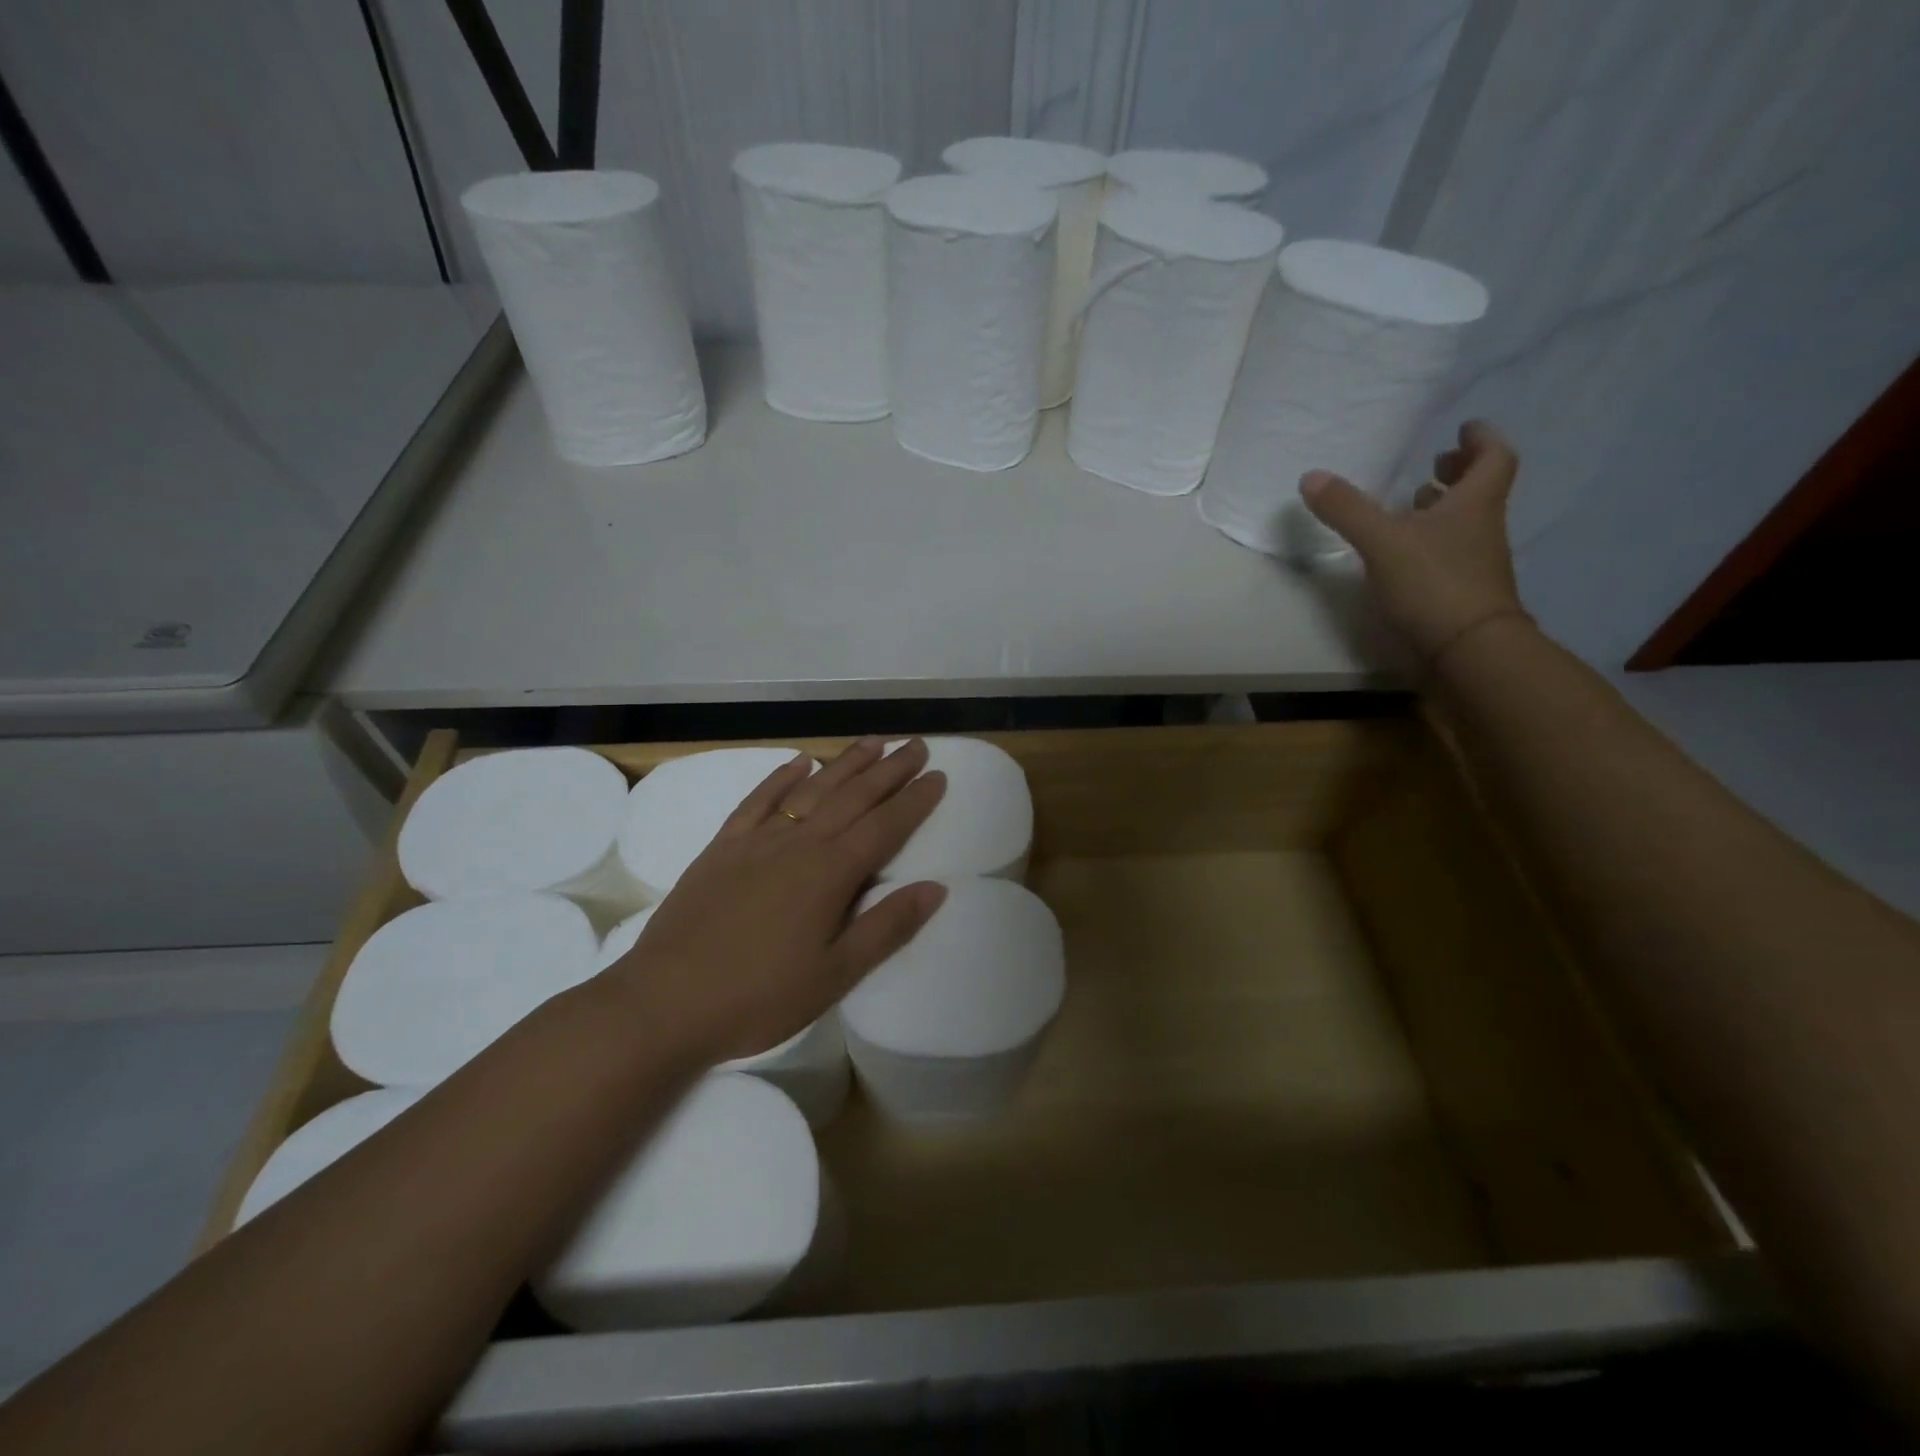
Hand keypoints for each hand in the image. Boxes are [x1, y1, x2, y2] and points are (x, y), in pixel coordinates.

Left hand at [604, 737, 947, 1066]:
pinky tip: (799, 762)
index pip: (885, 827)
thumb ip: (886, 928)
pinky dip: (781, 777)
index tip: (939, 776)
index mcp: (830, 874)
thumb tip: (936, 888)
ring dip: (845, 764)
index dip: (915, 801)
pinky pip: (758, 800)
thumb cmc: (758, 997)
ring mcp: (757, 841)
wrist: (664, 1003)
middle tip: (915, 745)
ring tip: (873, 742)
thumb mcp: (834, 975)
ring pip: (811, 790)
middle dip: (889, 770)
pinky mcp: (723, 847)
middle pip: (853, 798)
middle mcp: (798, 844)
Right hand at [1298, 421, 1524, 661]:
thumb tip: (1311, 476)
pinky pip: (1450, 553)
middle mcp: (1482, 528)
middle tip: (1436, 464)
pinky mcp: (1462, 592)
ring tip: (1413, 504)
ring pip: (1464, 523)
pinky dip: (1432, 543)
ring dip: (1443, 509)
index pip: (1494, 458)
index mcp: (1474, 504)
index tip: (1463, 430)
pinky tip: (1404, 553)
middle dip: (1459, 473)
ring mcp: (1476, 563)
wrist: (1468, 649)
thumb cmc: (1433, 583)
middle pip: (1481, 490)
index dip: (1482, 440)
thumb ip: (1347, 509)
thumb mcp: (1382, 541)